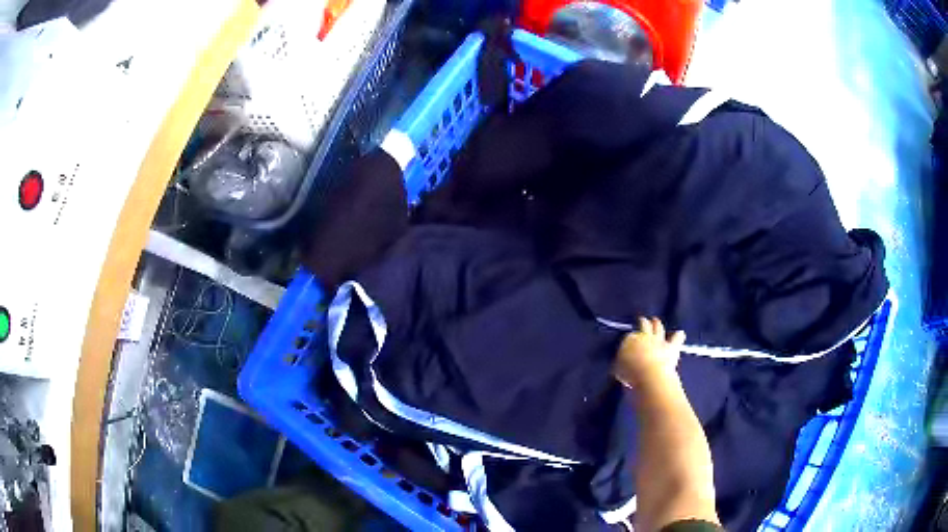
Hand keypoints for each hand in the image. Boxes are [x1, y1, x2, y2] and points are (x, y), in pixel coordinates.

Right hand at [614, 317, 684, 387]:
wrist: (649, 372)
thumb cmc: (630, 372)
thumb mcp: (619, 370)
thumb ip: (621, 364)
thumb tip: (622, 365)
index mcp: (630, 340)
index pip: (629, 337)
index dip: (630, 339)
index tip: (630, 340)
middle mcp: (644, 336)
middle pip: (644, 326)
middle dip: (643, 322)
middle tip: (642, 319)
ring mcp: (658, 340)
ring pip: (658, 329)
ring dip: (657, 324)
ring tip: (656, 320)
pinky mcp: (671, 347)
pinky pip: (676, 339)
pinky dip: (678, 336)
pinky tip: (681, 333)